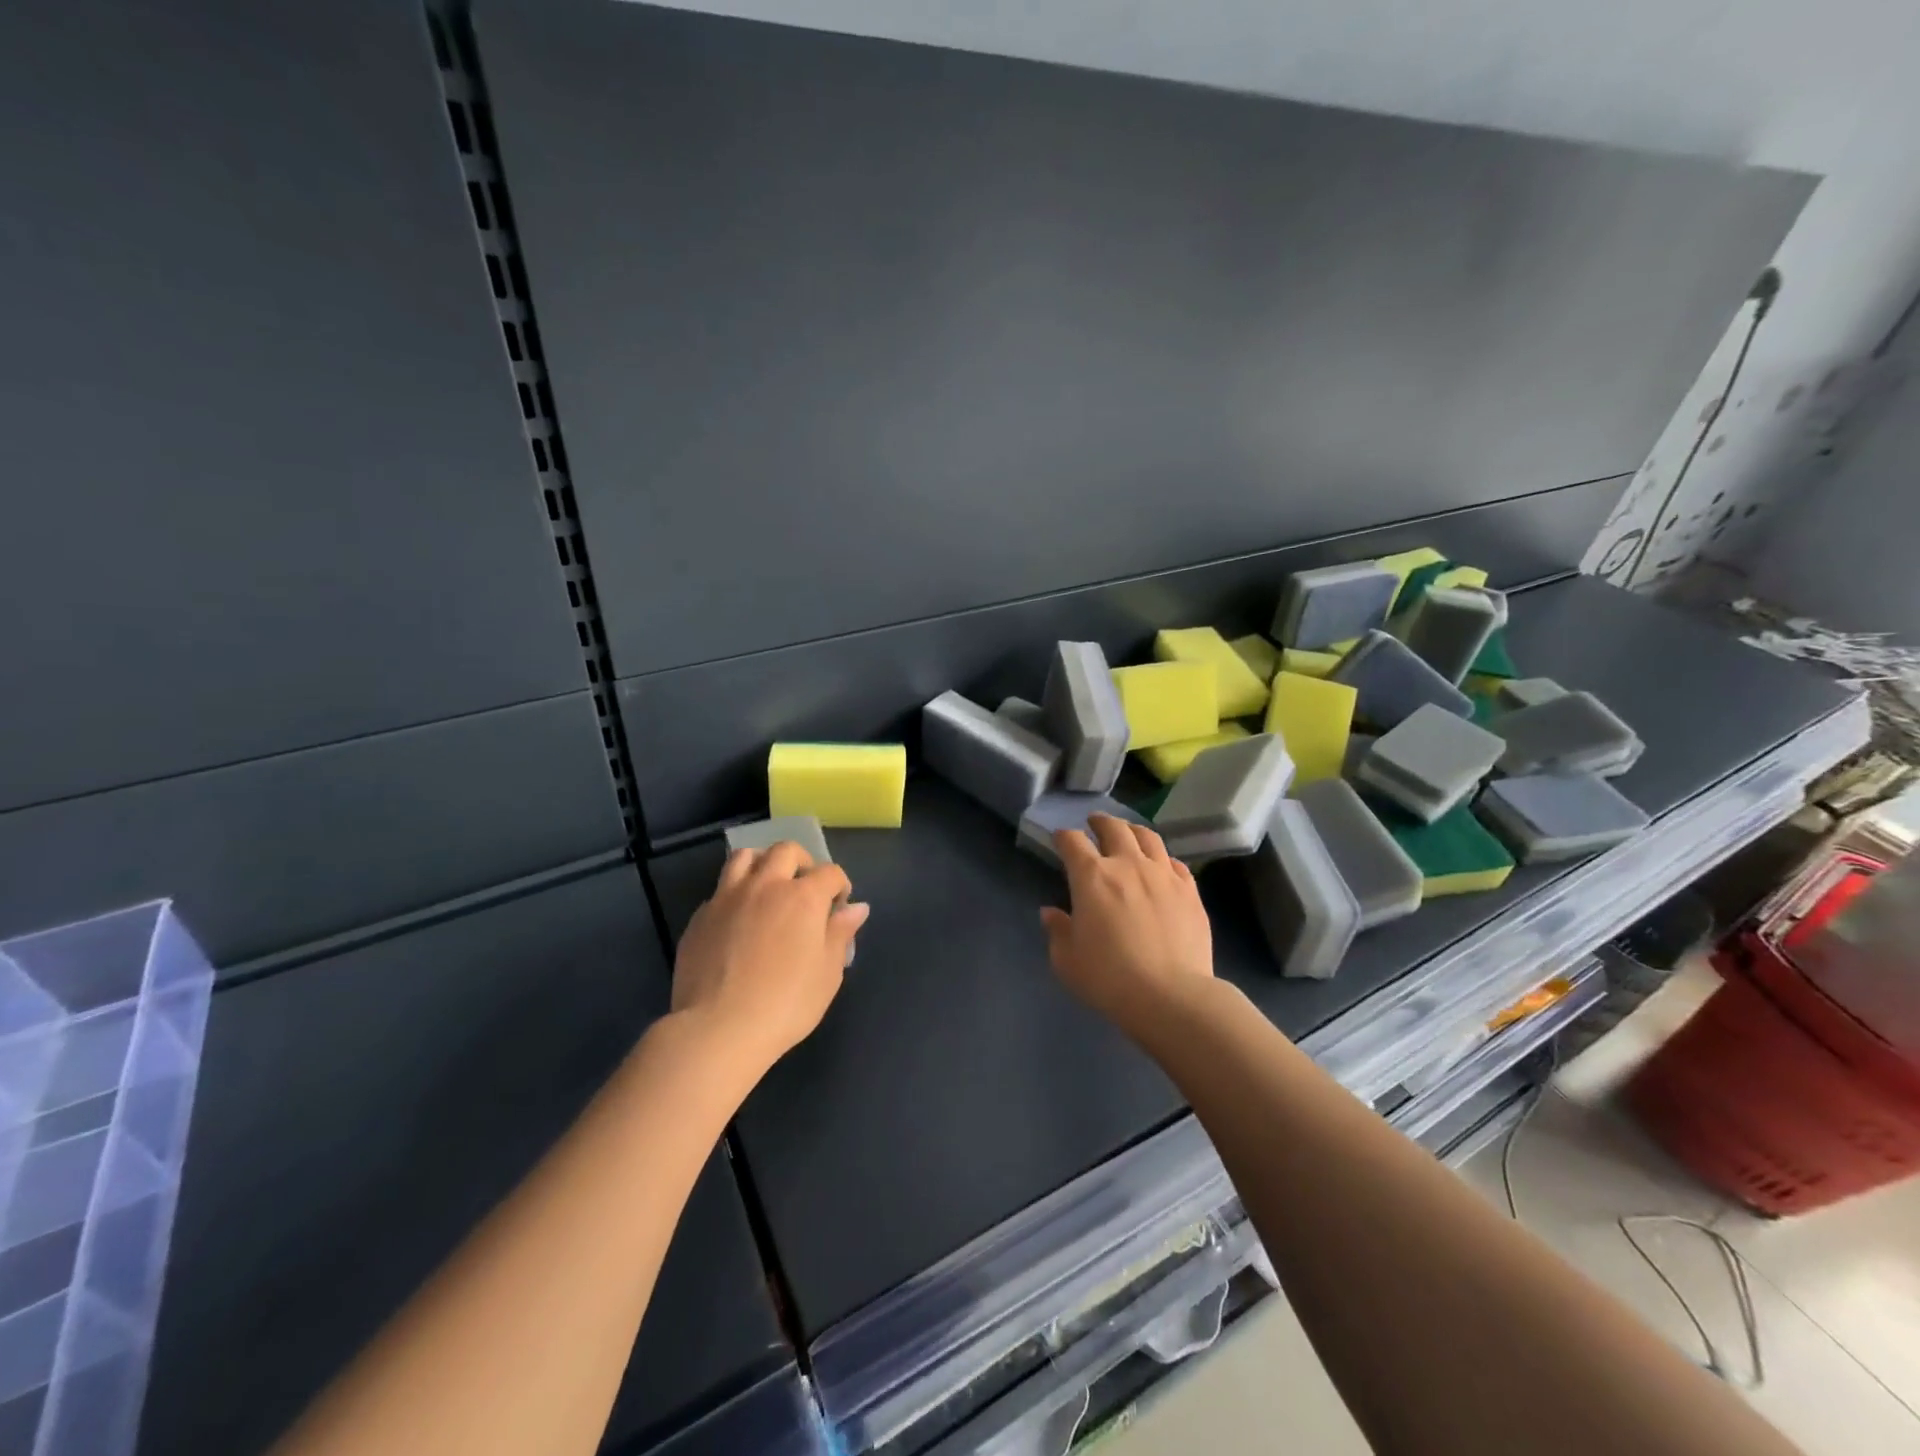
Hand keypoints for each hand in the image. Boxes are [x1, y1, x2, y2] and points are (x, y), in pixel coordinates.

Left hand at [673, 842, 868, 1081]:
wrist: (718, 1028)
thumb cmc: (785, 1004)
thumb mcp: (827, 973)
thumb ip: (840, 934)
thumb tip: (856, 907)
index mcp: (803, 897)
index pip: (830, 872)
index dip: (839, 886)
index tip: (838, 907)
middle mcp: (766, 885)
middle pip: (786, 850)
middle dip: (802, 862)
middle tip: (804, 888)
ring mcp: (728, 897)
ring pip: (745, 857)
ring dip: (762, 864)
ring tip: (767, 887)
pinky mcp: (701, 916)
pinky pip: (720, 890)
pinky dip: (735, 895)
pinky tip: (737, 920)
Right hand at [1040, 814, 1214, 1041]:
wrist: (1171, 996)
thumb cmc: (1109, 978)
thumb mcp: (1067, 961)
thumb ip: (1057, 931)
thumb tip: (1051, 913)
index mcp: (1092, 876)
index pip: (1073, 842)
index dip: (1063, 837)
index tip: (1060, 839)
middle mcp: (1128, 865)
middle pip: (1114, 828)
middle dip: (1100, 822)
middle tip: (1094, 823)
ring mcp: (1163, 875)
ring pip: (1148, 837)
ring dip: (1133, 831)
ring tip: (1128, 834)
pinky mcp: (1190, 891)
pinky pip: (1175, 863)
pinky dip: (1163, 859)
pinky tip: (1162, 866)